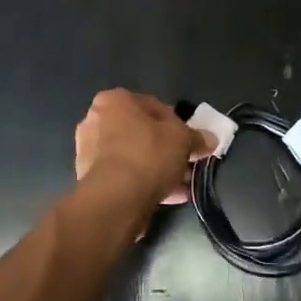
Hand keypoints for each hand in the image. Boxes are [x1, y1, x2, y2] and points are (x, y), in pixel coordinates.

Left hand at [74, 89, 210, 207]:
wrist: (115, 199)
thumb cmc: (148, 155)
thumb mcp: (183, 139)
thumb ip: (197, 137)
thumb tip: (210, 139)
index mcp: (113, 101)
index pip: (153, 105)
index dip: (177, 122)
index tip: (190, 139)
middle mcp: (96, 121)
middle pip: (141, 132)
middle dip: (167, 148)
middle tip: (187, 161)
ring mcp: (89, 152)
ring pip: (134, 156)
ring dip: (158, 168)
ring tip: (184, 184)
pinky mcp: (91, 180)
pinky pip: (125, 176)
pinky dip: (145, 183)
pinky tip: (171, 196)